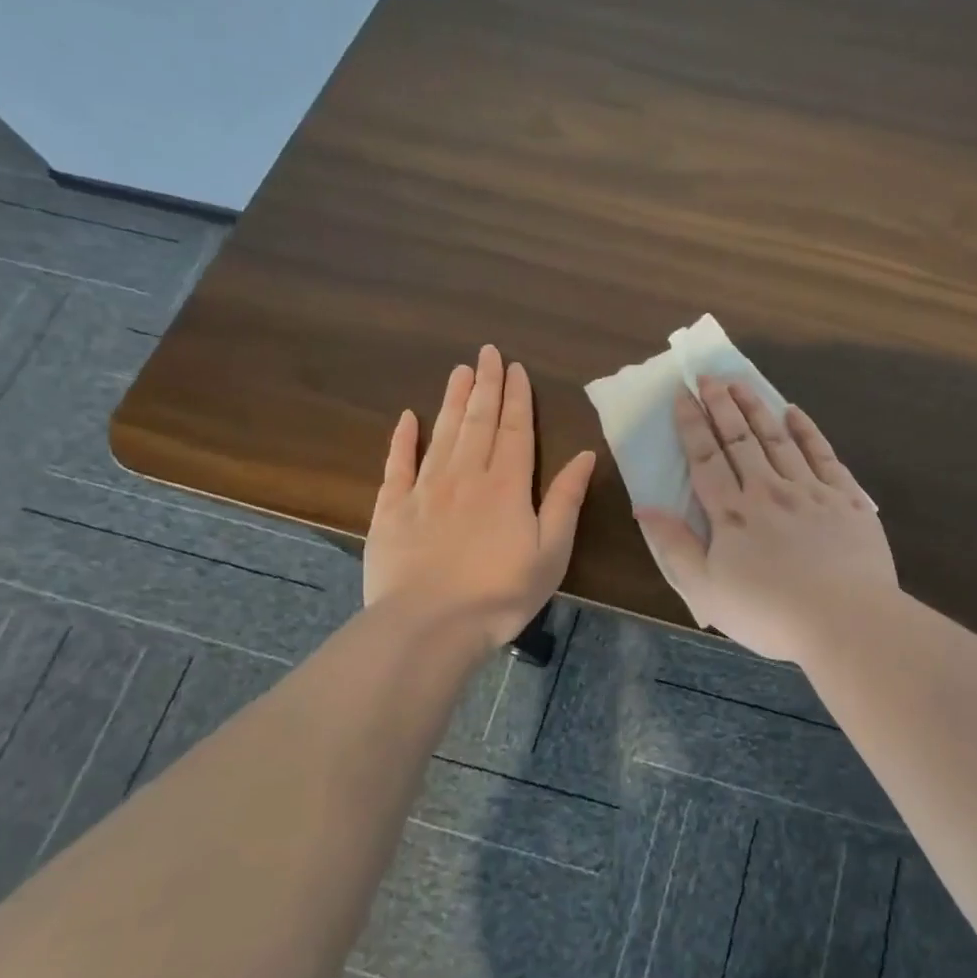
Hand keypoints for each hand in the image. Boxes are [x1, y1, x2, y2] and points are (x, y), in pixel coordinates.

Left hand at [364, 344, 595, 647]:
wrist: (430, 625)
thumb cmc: (501, 593)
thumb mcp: (551, 551)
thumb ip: (565, 500)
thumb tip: (585, 455)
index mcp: (506, 485)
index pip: (513, 429)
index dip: (516, 397)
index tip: (515, 368)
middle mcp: (465, 475)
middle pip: (477, 421)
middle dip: (485, 385)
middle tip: (486, 352)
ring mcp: (424, 490)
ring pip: (441, 433)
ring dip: (452, 401)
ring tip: (459, 371)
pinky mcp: (391, 509)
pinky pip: (397, 465)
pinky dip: (402, 439)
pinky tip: (407, 418)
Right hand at [635, 377, 896, 661]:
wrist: (844, 620)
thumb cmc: (769, 613)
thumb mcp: (706, 591)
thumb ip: (674, 547)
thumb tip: (644, 508)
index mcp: (732, 514)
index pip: (706, 460)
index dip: (692, 426)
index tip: (682, 396)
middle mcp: (768, 491)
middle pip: (740, 440)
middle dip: (721, 406)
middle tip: (708, 376)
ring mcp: (810, 491)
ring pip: (778, 439)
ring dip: (757, 408)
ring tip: (741, 383)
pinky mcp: (846, 498)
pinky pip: (823, 454)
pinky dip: (807, 431)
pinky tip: (795, 412)